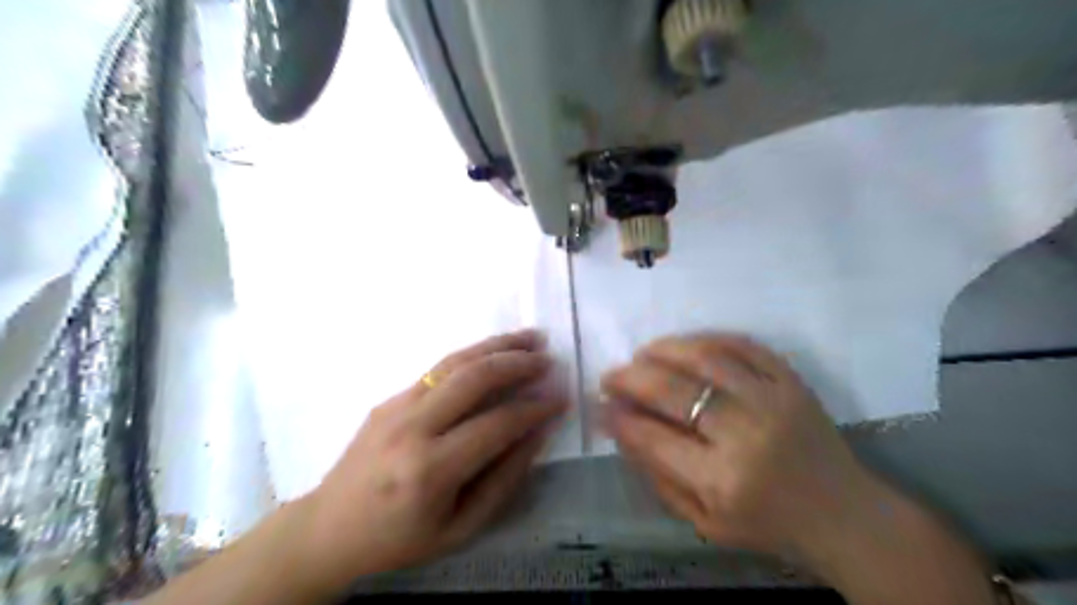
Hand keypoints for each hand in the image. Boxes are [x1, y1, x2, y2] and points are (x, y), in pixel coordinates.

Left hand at [293, 330, 563, 587]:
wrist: (329, 528)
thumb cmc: (398, 539)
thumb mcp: (460, 528)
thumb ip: (503, 479)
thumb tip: (537, 433)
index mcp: (431, 470)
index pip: (497, 424)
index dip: (535, 408)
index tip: (562, 398)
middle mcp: (413, 428)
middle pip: (475, 378)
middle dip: (519, 363)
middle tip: (549, 358)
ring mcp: (397, 406)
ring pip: (456, 362)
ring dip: (497, 345)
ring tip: (530, 337)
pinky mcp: (390, 398)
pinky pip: (439, 369)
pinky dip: (474, 355)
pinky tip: (495, 352)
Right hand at [602, 333, 886, 559]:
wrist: (845, 515)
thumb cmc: (768, 525)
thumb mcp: (704, 521)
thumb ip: (656, 475)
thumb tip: (618, 428)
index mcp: (721, 481)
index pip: (653, 437)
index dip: (619, 417)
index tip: (599, 404)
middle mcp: (746, 435)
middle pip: (674, 391)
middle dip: (631, 378)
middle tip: (611, 375)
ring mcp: (773, 400)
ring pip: (706, 358)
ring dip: (664, 350)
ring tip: (642, 353)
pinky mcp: (792, 381)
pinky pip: (743, 345)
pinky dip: (707, 339)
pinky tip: (685, 345)